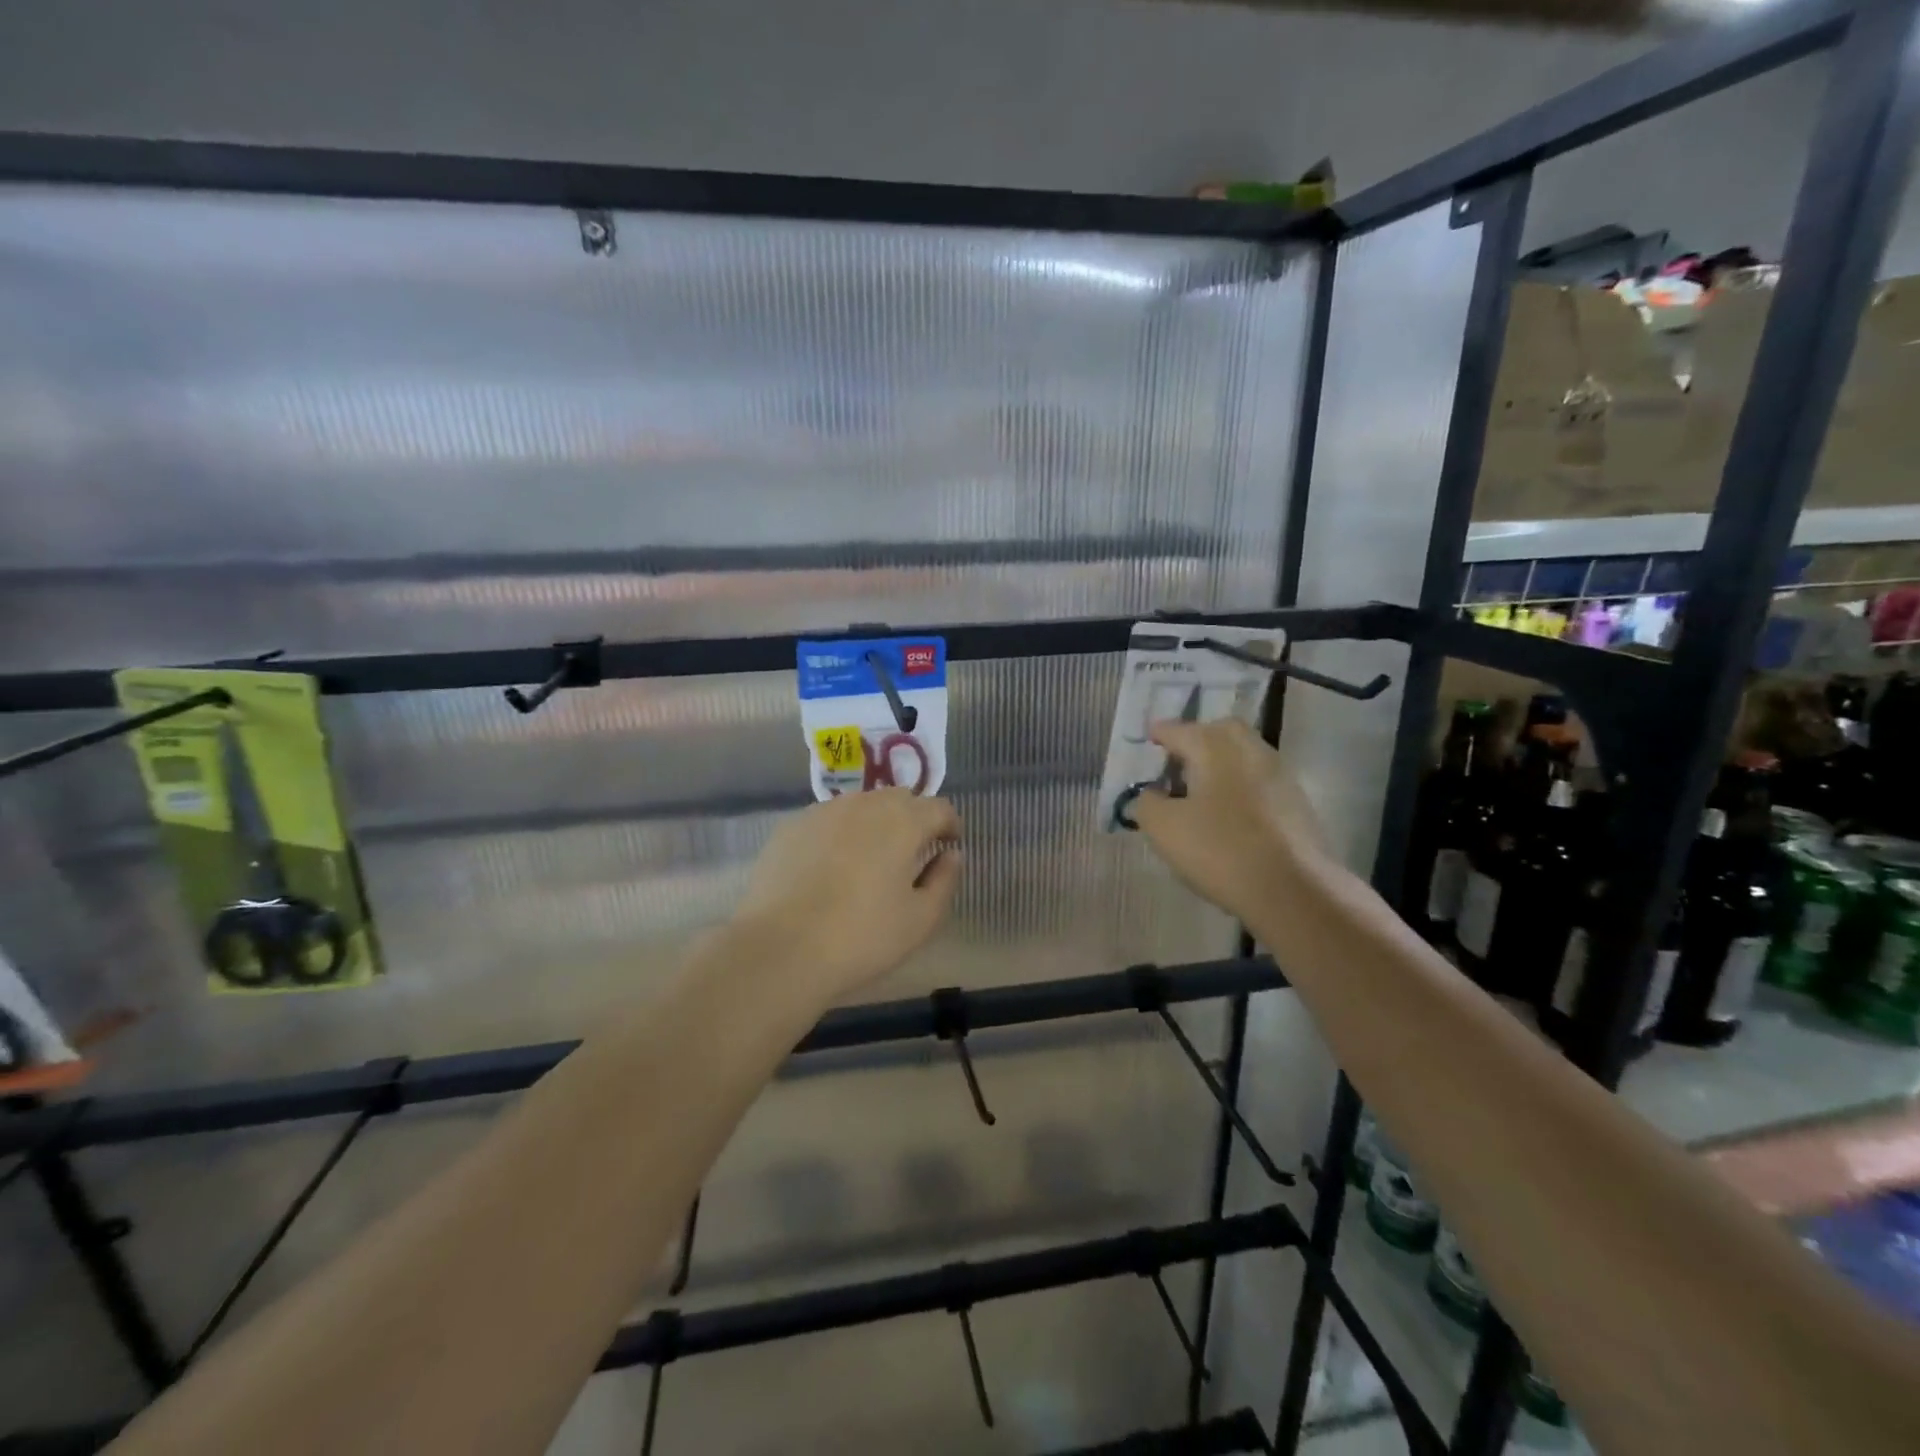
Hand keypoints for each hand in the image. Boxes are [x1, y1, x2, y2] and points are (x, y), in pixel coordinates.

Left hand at [732, 789, 962, 1004]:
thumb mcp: (921, 919)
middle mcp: (864, 804)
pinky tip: (829, 868)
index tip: (949, 845)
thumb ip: (944, 880)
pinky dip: (838, 834)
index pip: (939, 807)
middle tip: (911, 852)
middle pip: (898, 799)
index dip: (949, 825)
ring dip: (873, 823)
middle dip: (912, 818)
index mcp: (903, 821)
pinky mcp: (790, 827)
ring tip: (868, 859)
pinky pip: (826, 821)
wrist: (780, 948)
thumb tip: (951, 855)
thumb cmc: (862, 936)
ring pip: (860, 806)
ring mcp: (822, 812)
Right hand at [1130, 719, 1326, 922]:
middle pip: (1220, 731)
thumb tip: (1152, 793)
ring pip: (1245, 755)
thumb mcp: (1163, 828)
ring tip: (1200, 789)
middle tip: (1177, 760)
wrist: (1293, 889)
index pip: (1179, 730)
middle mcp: (1249, 750)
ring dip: (1221, 763)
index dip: (1160, 734)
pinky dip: (1241, 785)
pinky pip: (1260, 780)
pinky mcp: (1297, 802)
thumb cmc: (1220, 850)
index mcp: (1214, 747)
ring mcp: (1279, 774)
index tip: (1148, 739)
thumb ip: (1147, 803)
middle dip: (1197, 739)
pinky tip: (1229, 812)